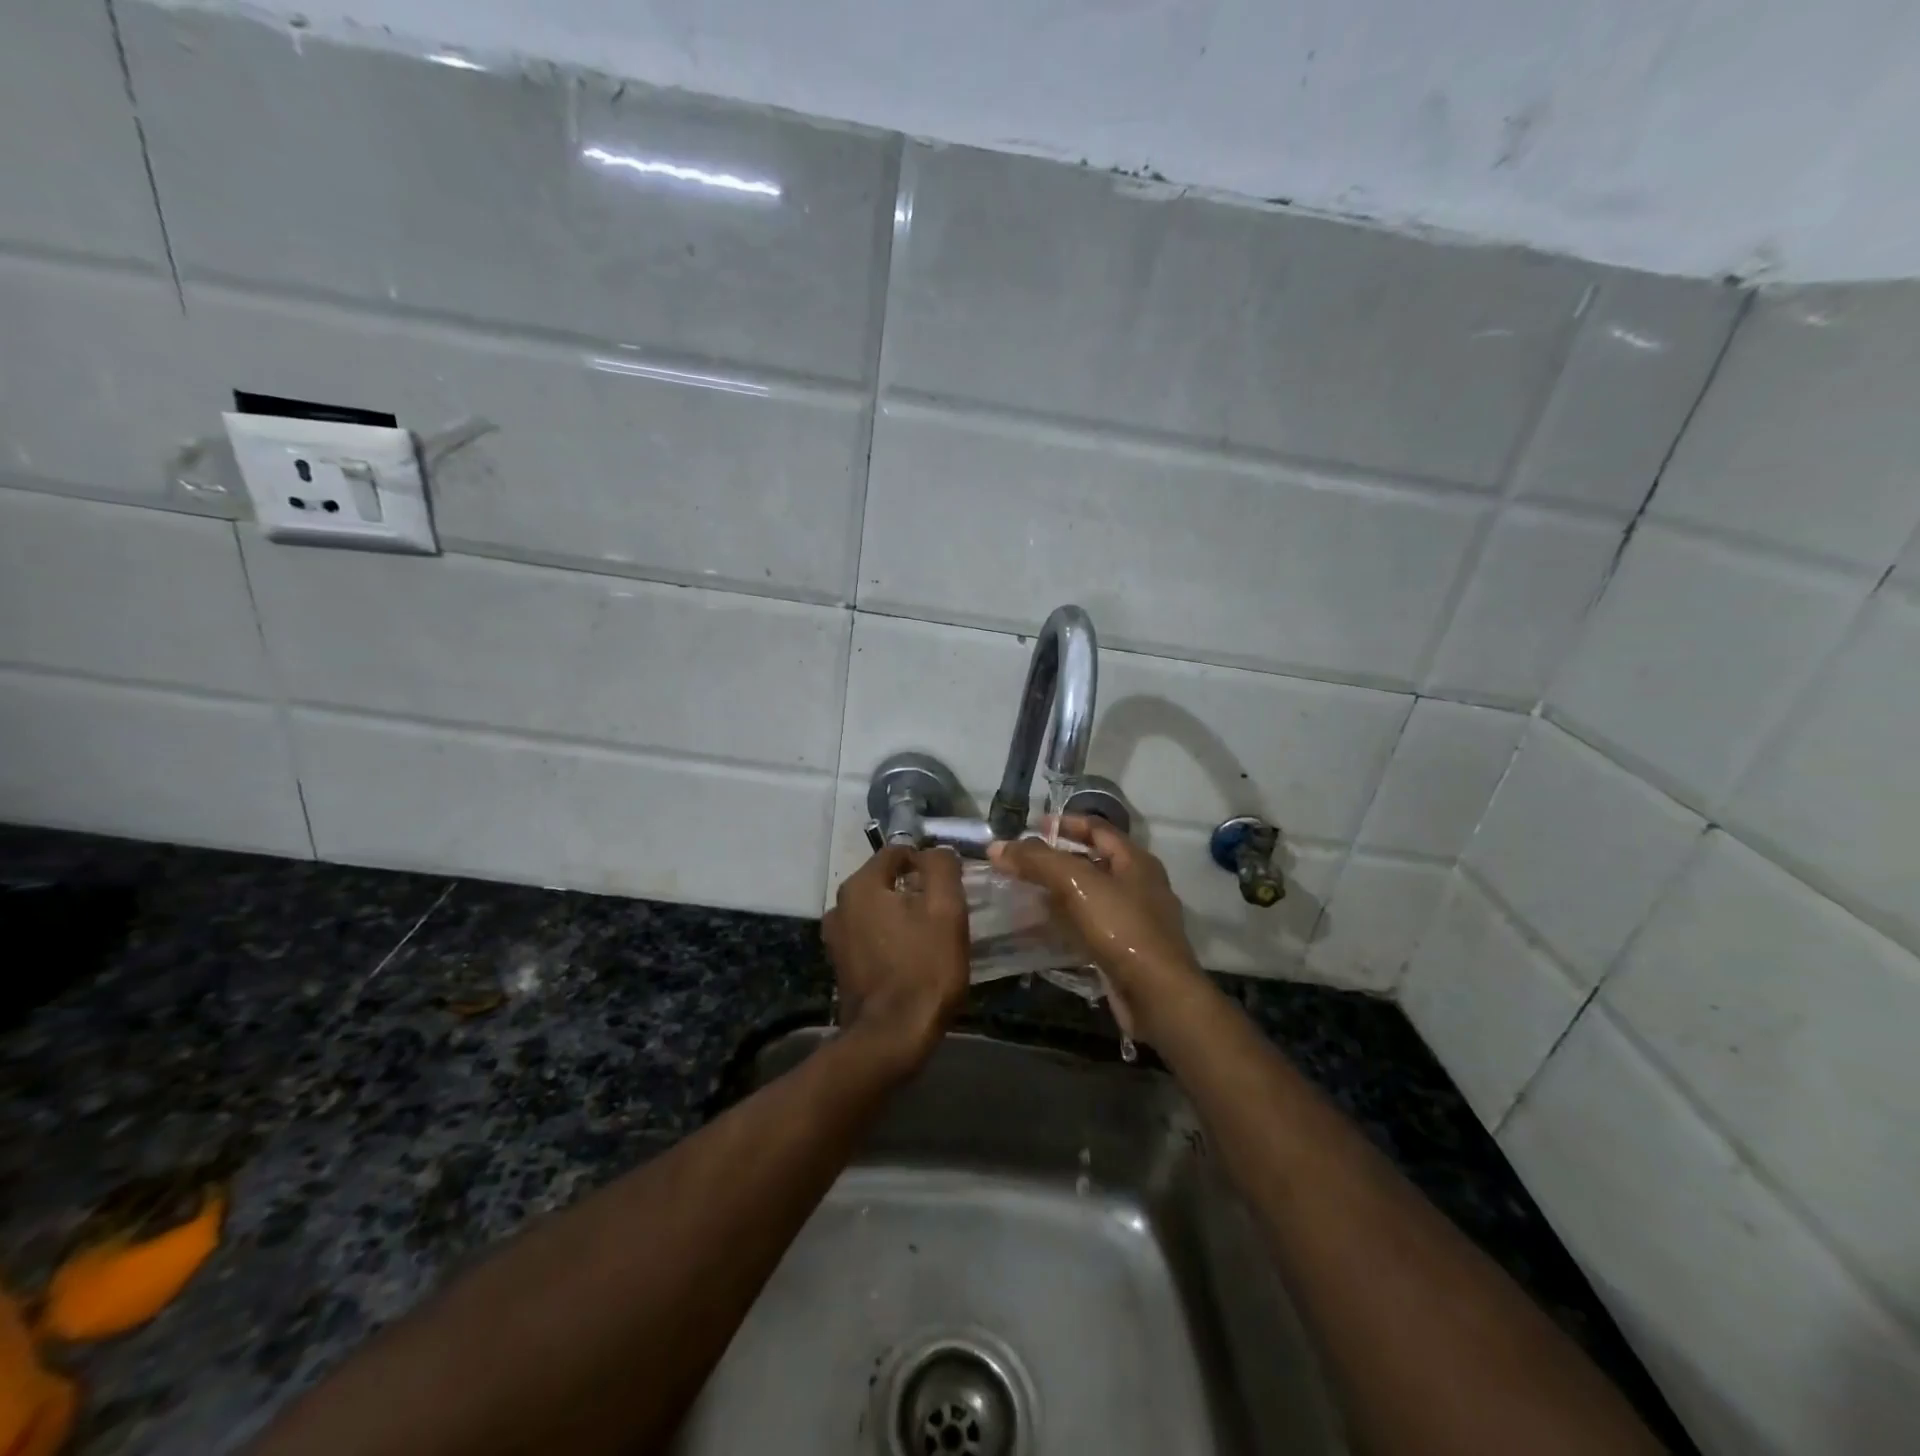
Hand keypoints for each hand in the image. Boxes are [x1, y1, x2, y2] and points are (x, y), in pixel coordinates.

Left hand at [822, 845, 969, 1072]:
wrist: (891, 1038)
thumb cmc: (923, 968)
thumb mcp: (946, 909)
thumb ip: (941, 867)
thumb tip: (936, 852)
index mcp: (861, 885)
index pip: (898, 852)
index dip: (928, 863)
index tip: (951, 885)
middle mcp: (839, 905)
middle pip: (886, 881)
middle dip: (915, 890)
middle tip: (945, 913)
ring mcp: (836, 937)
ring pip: (879, 910)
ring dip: (903, 916)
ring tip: (930, 938)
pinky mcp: (842, 965)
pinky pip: (871, 936)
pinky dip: (891, 939)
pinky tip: (911, 959)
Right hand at [988, 817, 1208, 1043]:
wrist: (1158, 996)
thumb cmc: (1121, 928)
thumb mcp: (1077, 884)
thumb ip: (1037, 861)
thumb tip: (997, 847)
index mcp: (1135, 860)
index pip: (1097, 827)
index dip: (1065, 822)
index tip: (1031, 827)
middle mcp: (1139, 884)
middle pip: (1093, 860)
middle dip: (1057, 859)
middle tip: (1021, 862)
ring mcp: (1136, 919)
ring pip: (1090, 895)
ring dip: (1059, 891)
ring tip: (1025, 892)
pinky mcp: (1126, 949)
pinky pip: (1091, 925)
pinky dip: (1067, 921)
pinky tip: (1044, 927)